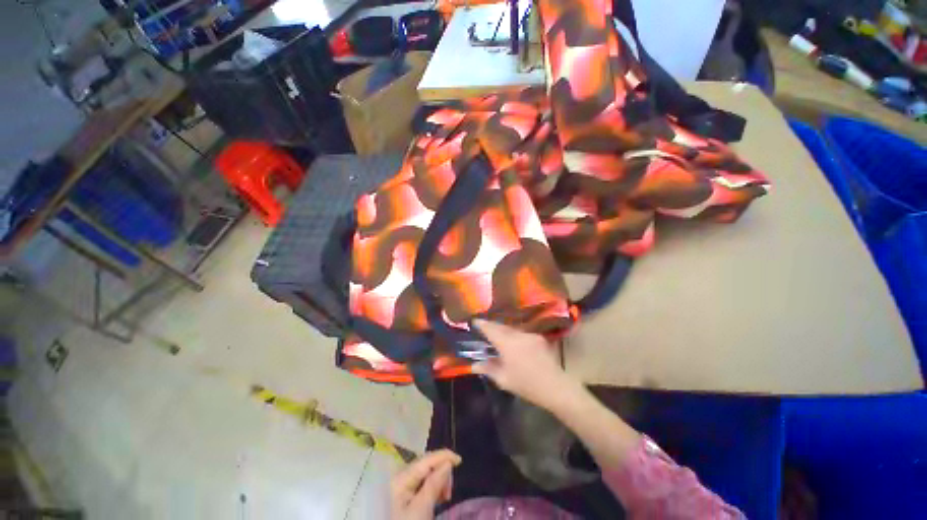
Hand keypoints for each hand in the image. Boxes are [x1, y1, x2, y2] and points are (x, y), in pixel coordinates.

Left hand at [390, 449, 460, 519]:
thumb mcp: (421, 509)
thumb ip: (433, 484)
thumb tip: (448, 463)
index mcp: (402, 477)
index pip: (426, 459)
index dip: (444, 456)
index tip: (460, 461)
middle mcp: (402, 476)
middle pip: (427, 465)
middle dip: (442, 473)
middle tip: (449, 492)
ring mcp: (403, 486)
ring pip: (428, 474)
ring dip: (440, 481)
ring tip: (445, 497)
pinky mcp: (407, 495)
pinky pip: (425, 483)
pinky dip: (435, 487)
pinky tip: (439, 498)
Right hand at [471, 319, 581, 409]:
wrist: (555, 387)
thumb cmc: (526, 385)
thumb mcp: (504, 380)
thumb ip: (488, 369)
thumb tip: (474, 365)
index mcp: (507, 344)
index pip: (491, 329)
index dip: (482, 324)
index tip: (474, 321)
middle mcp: (518, 334)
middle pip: (501, 327)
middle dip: (492, 327)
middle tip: (484, 328)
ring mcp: (530, 335)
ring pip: (512, 329)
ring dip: (503, 331)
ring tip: (497, 337)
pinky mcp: (539, 338)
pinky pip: (522, 333)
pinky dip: (515, 336)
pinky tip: (514, 344)